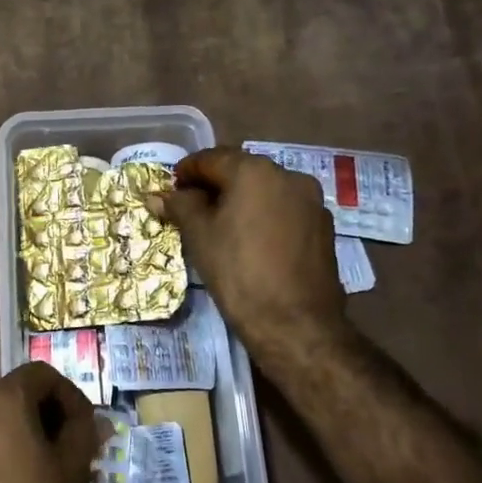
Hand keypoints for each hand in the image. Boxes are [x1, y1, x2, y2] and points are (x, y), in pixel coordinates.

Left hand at [0, 362, 97, 482]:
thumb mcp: (69, 473)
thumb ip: (82, 433)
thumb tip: (90, 420)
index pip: (40, 374)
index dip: (68, 396)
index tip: (83, 429)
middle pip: (10, 399)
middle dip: (40, 420)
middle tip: (63, 455)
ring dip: (12, 442)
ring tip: (34, 479)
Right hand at [146, 147, 344, 351]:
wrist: (296, 324)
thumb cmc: (238, 272)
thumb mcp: (199, 236)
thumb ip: (179, 206)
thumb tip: (157, 194)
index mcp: (255, 170)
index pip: (211, 158)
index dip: (186, 172)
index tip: (171, 190)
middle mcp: (288, 175)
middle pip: (241, 171)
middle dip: (214, 185)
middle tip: (191, 208)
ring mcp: (311, 201)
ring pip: (265, 190)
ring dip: (241, 200)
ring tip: (221, 226)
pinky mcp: (323, 227)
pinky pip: (285, 210)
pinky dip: (264, 216)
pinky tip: (251, 241)